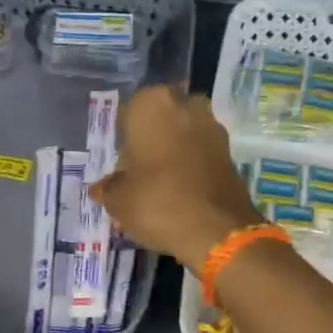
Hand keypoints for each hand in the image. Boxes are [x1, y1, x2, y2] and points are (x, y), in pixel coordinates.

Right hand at [90, 85, 263, 266]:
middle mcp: (185, 105)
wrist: (216, 229)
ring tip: (161, 184)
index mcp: (152, 103)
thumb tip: (101, 189)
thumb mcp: (119, 200)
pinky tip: (183, 190)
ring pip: (184, 133)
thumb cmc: (157, 201)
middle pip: (161, 119)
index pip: (128, 113)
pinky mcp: (230, 151)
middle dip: (152, 140)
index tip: (121, 166)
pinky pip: (202, 152)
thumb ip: (109, 188)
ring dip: (174, 151)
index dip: (123, 141)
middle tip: (140, 172)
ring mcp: (212, 126)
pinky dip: (192, 165)